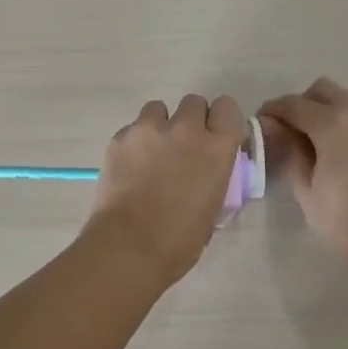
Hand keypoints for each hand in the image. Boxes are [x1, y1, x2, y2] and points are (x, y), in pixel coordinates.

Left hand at [85, 95, 246, 285]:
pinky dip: (134, 142)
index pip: (227, 107)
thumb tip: (207, 170)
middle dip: (190, 120)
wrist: (129, 246)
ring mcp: (150, 129)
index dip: (220, 120)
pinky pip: (133, 128)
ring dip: (160, 126)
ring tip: (151, 154)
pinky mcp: (120, 137)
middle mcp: (186, 128)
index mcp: (217, 147)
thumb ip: (214, 175)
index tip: (214, 136)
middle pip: (193, 102)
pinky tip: (129, 167)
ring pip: (158, 109)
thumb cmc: (180, 240)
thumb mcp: (214, 206)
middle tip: (182, 147)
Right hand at [260, 79, 347, 267]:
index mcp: (333, 124)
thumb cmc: (339, 218)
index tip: (258, 122)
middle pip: (321, 90)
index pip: (294, 104)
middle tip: (286, 129)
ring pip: (343, 95)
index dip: (272, 110)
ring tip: (311, 134)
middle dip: (300, 103)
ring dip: (324, 105)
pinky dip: (343, 114)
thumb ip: (288, 147)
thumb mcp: (303, 185)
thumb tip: (271, 125)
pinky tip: (333, 142)